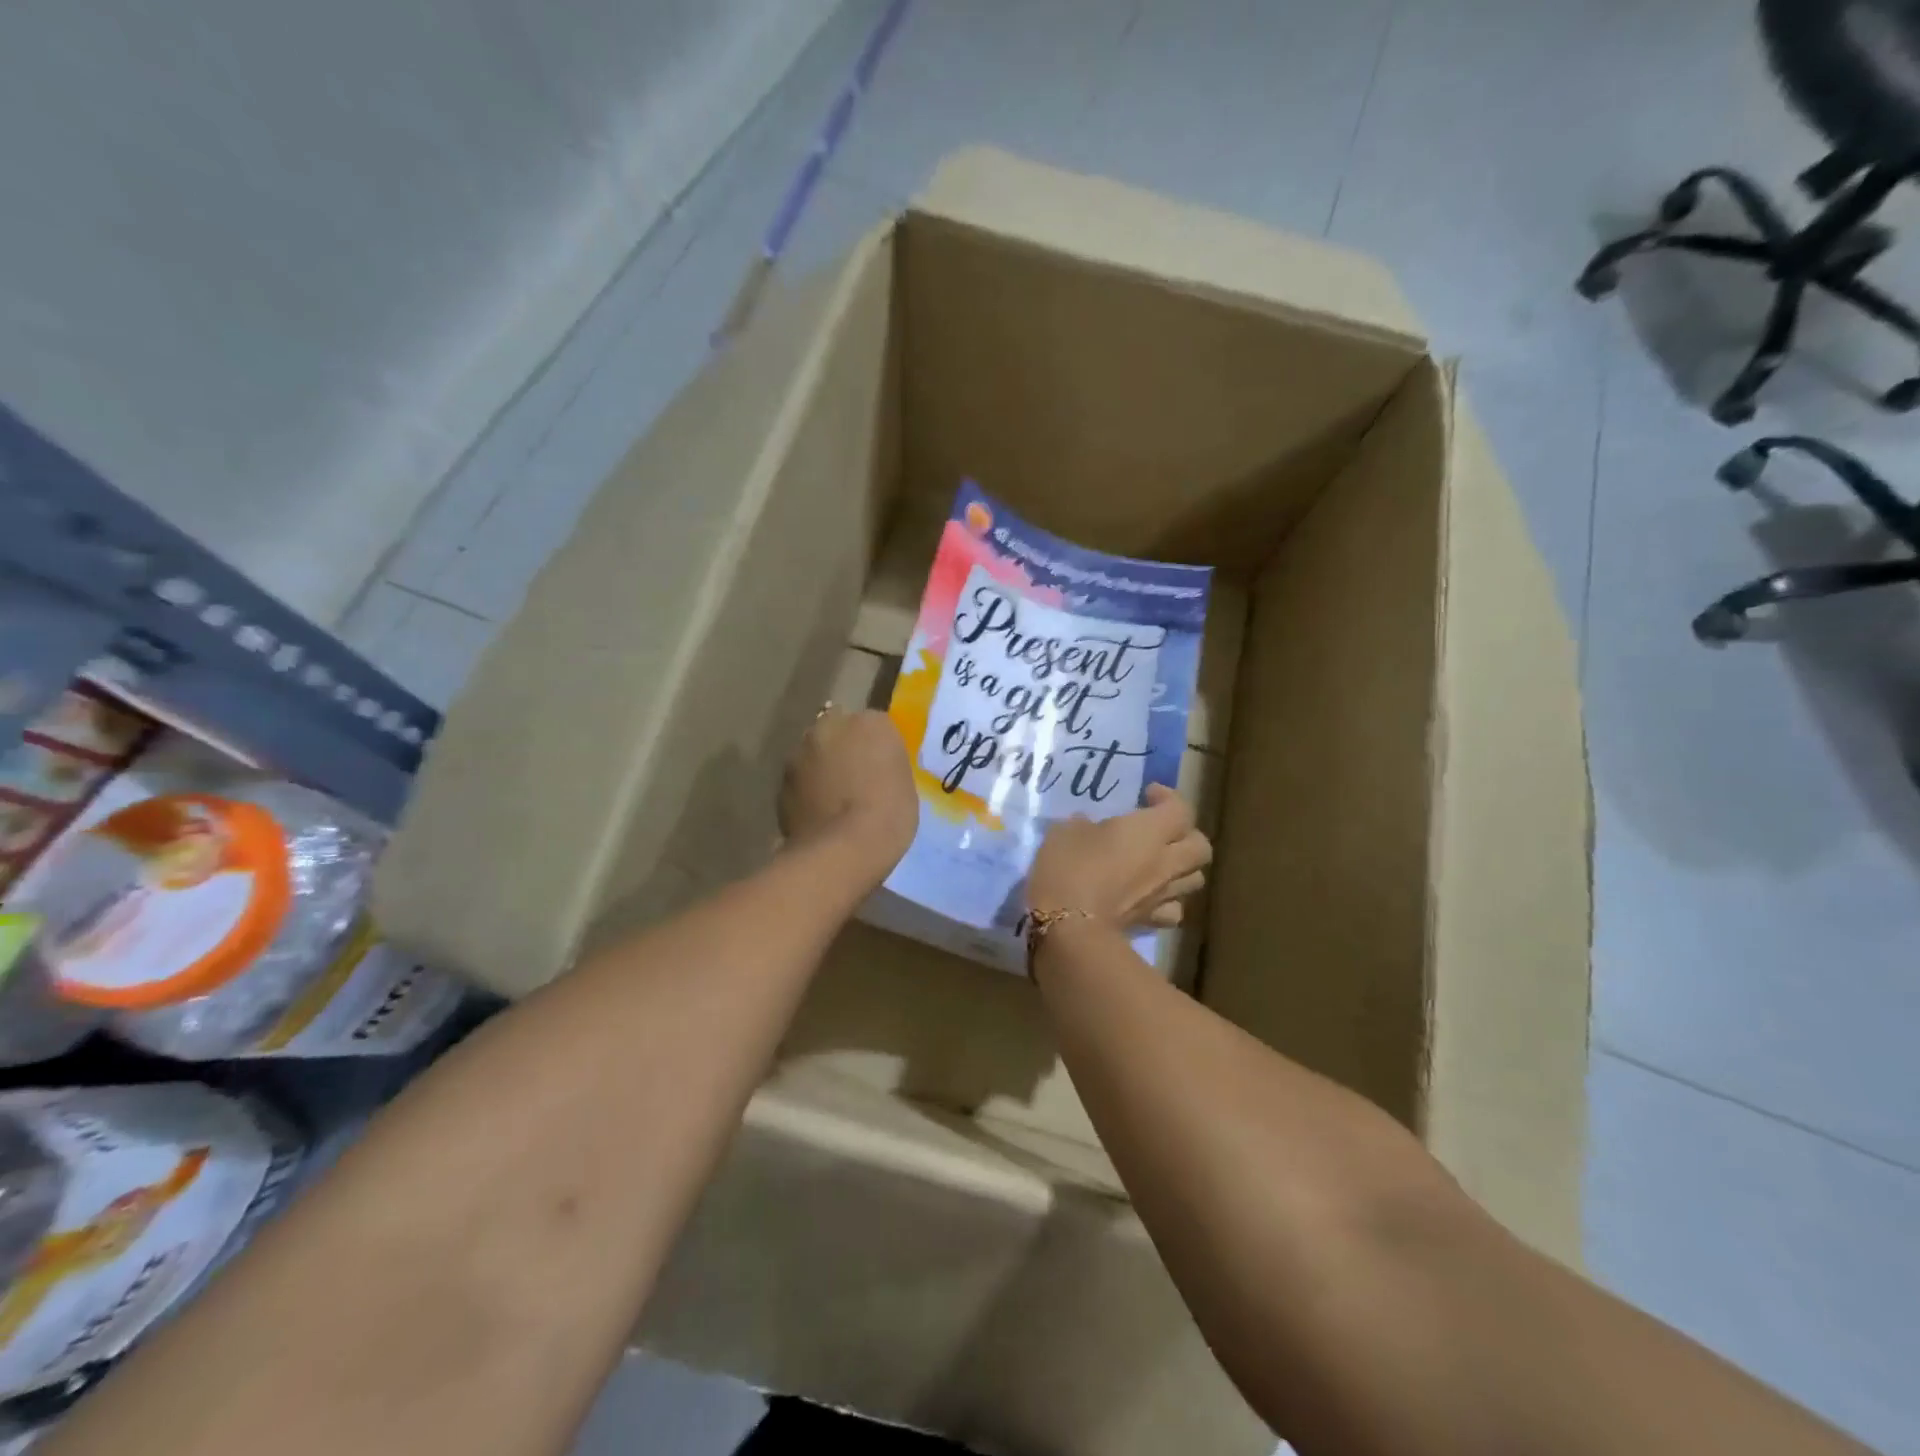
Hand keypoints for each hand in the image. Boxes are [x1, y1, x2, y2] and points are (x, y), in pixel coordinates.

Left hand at [779, 707, 916, 880]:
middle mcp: (830, 726)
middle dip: (843, 749)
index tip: (881, 768)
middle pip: (837, 731)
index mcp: (871, 723)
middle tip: (855, 780)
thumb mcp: (904, 784)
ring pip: (813, 754)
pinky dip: (806, 791)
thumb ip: (885, 764)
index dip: (876, 747)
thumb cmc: (888, 816)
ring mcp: (800, 752)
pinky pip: (799, 781)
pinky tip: (818, 815)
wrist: (843, 850)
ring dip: (821, 768)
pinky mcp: (781, 781)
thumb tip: (874, 767)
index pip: (874, 725)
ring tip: (833, 800)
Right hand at [1026, 785, 1210, 930]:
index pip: (1180, 809)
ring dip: (1183, 867)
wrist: (1070, 930)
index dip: (1168, 798)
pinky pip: (1173, 909)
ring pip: (1195, 878)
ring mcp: (1162, 895)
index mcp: (1149, 831)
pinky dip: (1168, 902)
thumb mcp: (1064, 832)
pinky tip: (1151, 897)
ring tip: (1160, 862)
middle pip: (1200, 846)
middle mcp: (1166, 861)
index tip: (1146, 795)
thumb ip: (1083, 824)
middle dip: (1186, 834)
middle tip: (1160, 830)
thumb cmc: (1068, 870)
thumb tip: (1088, 826)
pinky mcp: (1151, 922)